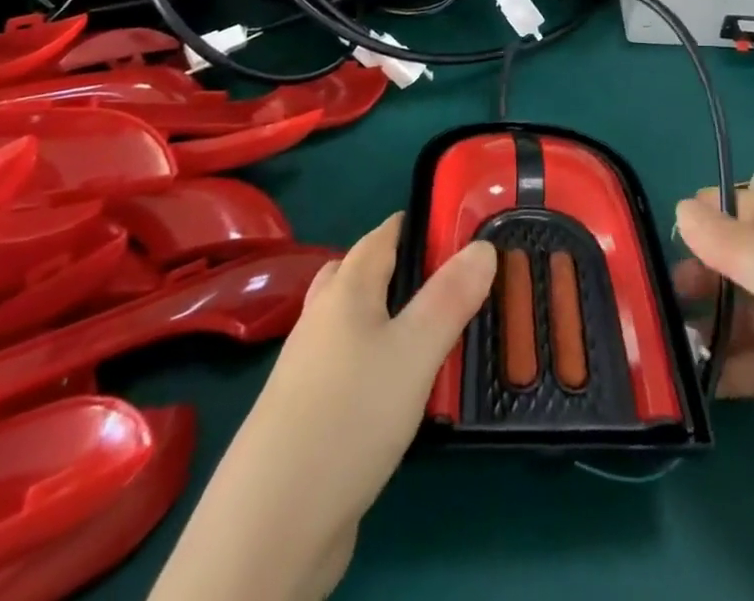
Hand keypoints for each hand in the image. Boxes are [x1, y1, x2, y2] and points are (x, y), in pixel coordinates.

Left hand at [150, 216, 495, 600]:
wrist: (271, 527)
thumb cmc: (350, 416)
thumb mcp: (416, 350)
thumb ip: (451, 296)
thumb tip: (483, 246)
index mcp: (346, 290)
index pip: (384, 235)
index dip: (420, 225)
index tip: (461, 229)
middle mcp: (323, 319)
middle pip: (363, 276)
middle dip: (405, 269)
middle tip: (453, 282)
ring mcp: (310, 370)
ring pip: (357, 325)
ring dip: (393, 320)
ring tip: (437, 333)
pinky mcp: (310, 417)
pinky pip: (353, 369)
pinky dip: (381, 364)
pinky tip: (405, 392)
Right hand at [676, 193, 753, 600]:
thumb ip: (731, 242)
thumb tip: (683, 204)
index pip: (748, 206)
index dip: (709, 213)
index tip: (667, 233)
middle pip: (745, 260)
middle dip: (705, 274)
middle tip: (661, 298)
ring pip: (753, 313)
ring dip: (718, 326)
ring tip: (676, 346)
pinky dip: (741, 368)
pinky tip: (710, 385)